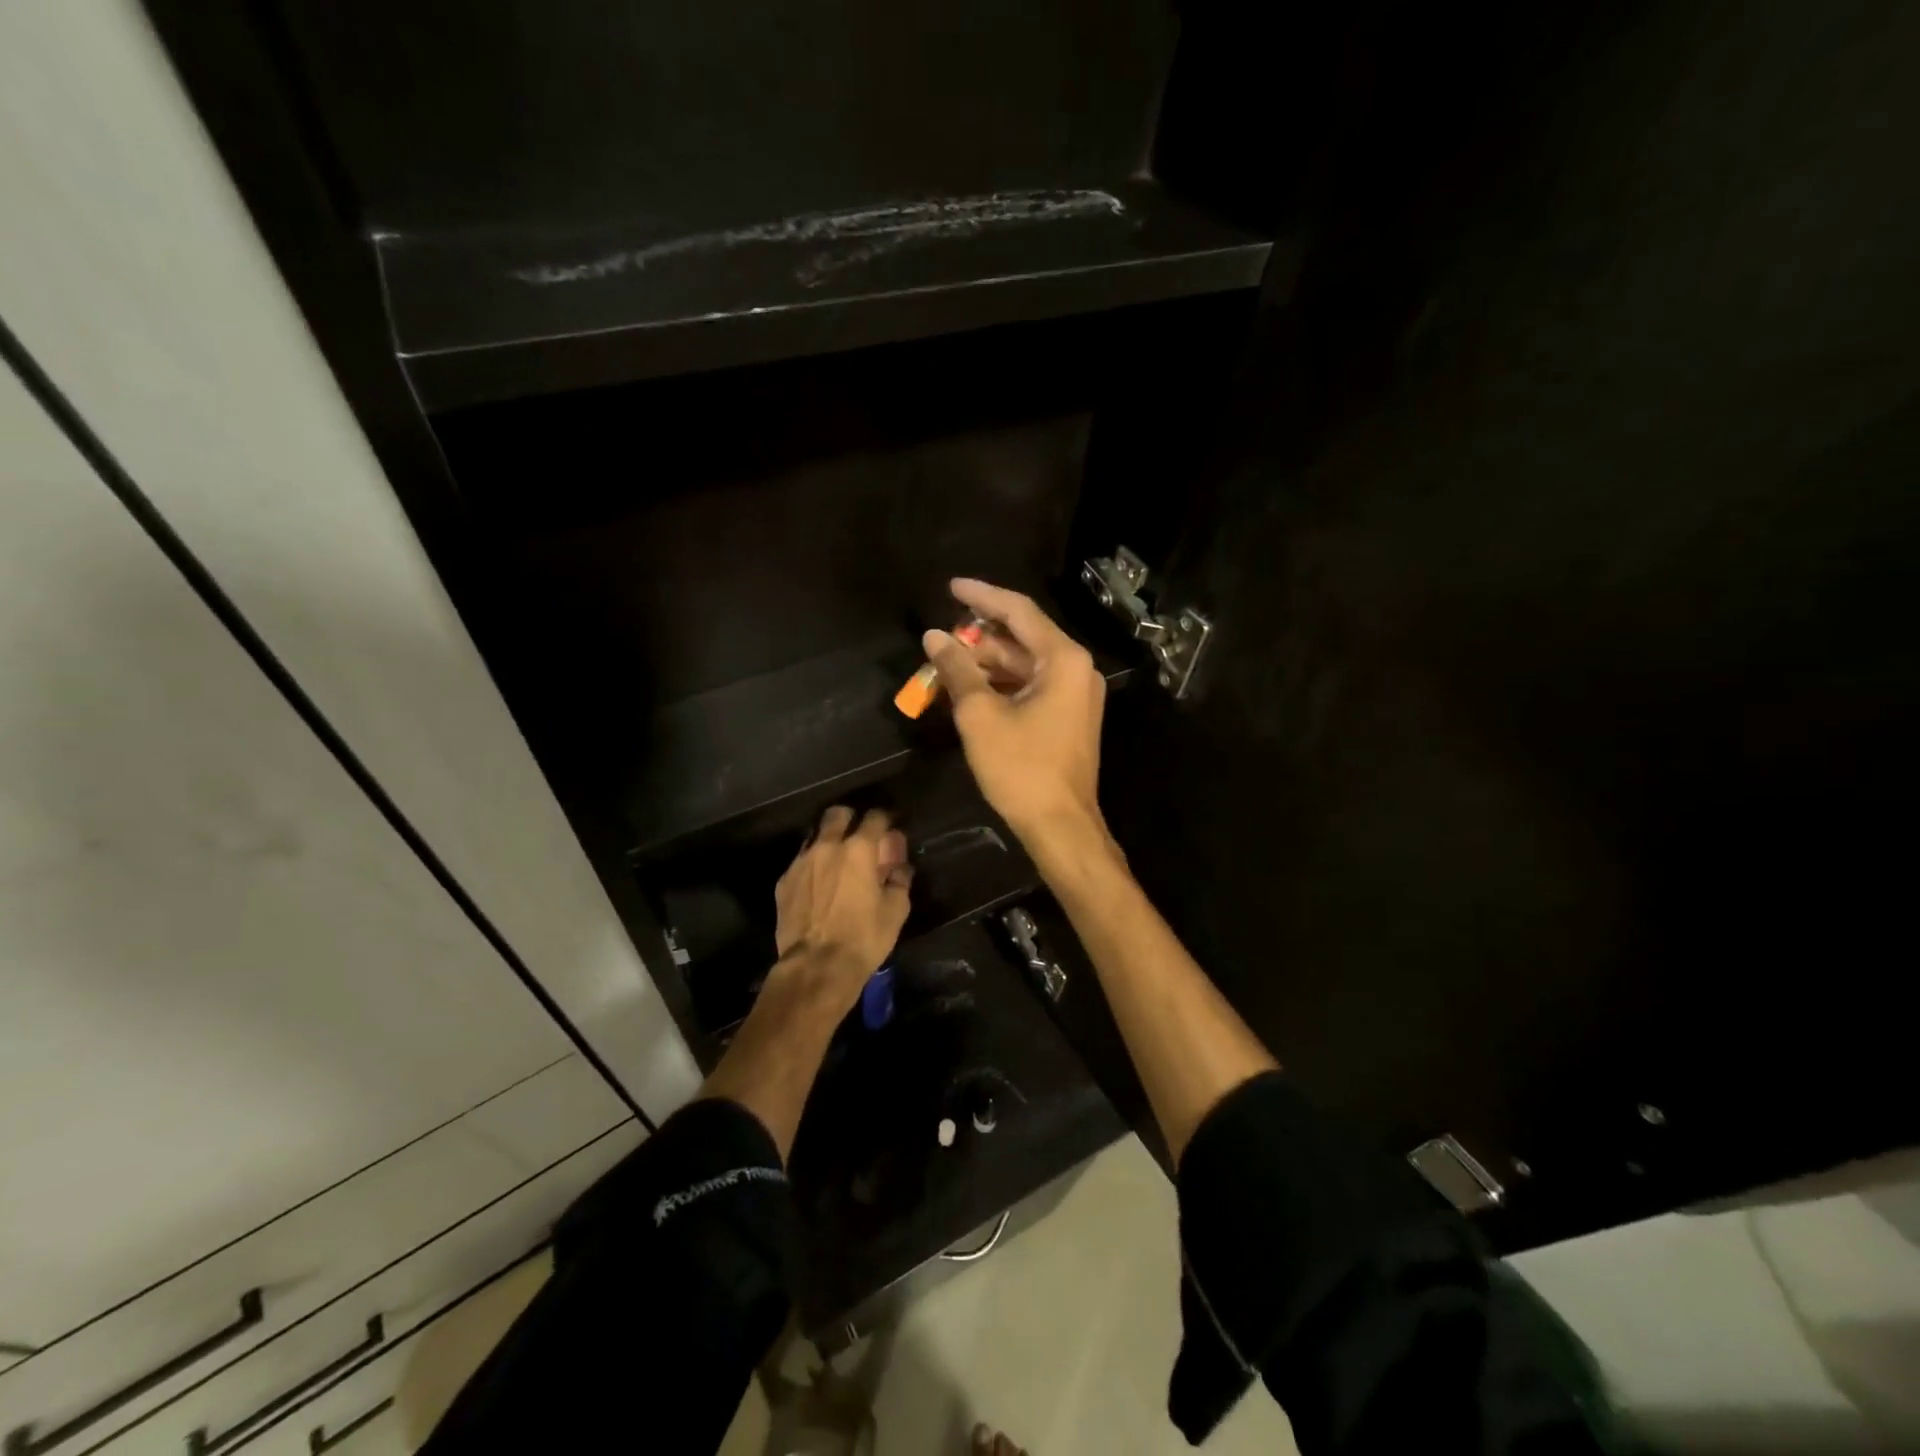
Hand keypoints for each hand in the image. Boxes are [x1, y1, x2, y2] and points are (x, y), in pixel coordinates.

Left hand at [772, 806, 912, 1005]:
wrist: (816, 966)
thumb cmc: (863, 938)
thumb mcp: (895, 910)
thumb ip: (899, 880)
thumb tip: (900, 867)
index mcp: (859, 849)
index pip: (875, 817)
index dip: (885, 820)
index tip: (889, 831)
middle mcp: (827, 846)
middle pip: (837, 814)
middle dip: (850, 820)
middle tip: (859, 838)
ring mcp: (801, 862)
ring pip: (815, 836)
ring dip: (829, 842)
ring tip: (837, 862)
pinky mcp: (784, 881)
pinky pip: (801, 862)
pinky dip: (812, 866)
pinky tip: (818, 885)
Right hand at [922, 578, 1109, 854]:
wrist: (1060, 825)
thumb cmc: (1021, 768)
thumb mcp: (980, 715)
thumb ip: (957, 669)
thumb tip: (934, 637)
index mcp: (1063, 659)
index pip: (1018, 612)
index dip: (982, 596)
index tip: (951, 586)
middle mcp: (1076, 669)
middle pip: (1022, 639)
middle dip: (979, 639)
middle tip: (940, 640)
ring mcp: (1076, 695)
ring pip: (1025, 665)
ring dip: (987, 665)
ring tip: (946, 666)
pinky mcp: (1069, 717)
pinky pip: (1032, 687)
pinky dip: (1001, 685)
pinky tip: (970, 691)